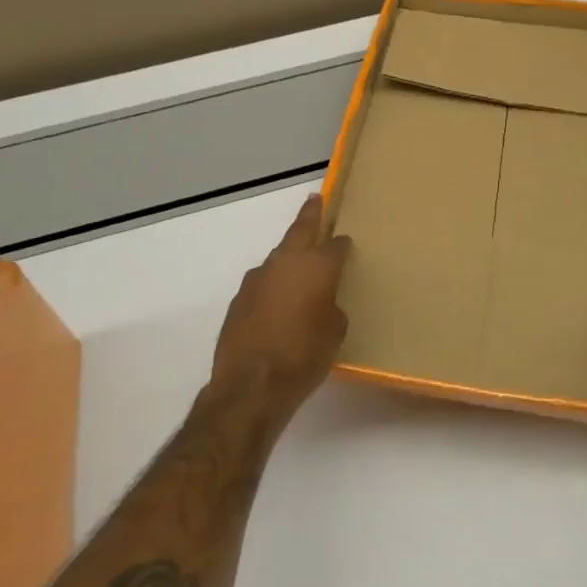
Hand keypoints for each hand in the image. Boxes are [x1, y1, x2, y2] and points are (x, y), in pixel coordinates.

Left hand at [212, 194, 352, 415]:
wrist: (251, 385)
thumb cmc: (304, 356)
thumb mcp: (335, 332)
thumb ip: (331, 308)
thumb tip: (322, 304)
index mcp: (316, 266)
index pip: (336, 245)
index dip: (343, 244)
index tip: (346, 244)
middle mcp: (286, 262)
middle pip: (301, 230)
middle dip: (310, 215)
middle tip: (315, 201)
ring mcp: (258, 278)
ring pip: (278, 257)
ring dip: (289, 257)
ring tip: (298, 267)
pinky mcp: (239, 299)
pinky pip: (263, 283)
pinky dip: (272, 286)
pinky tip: (276, 304)